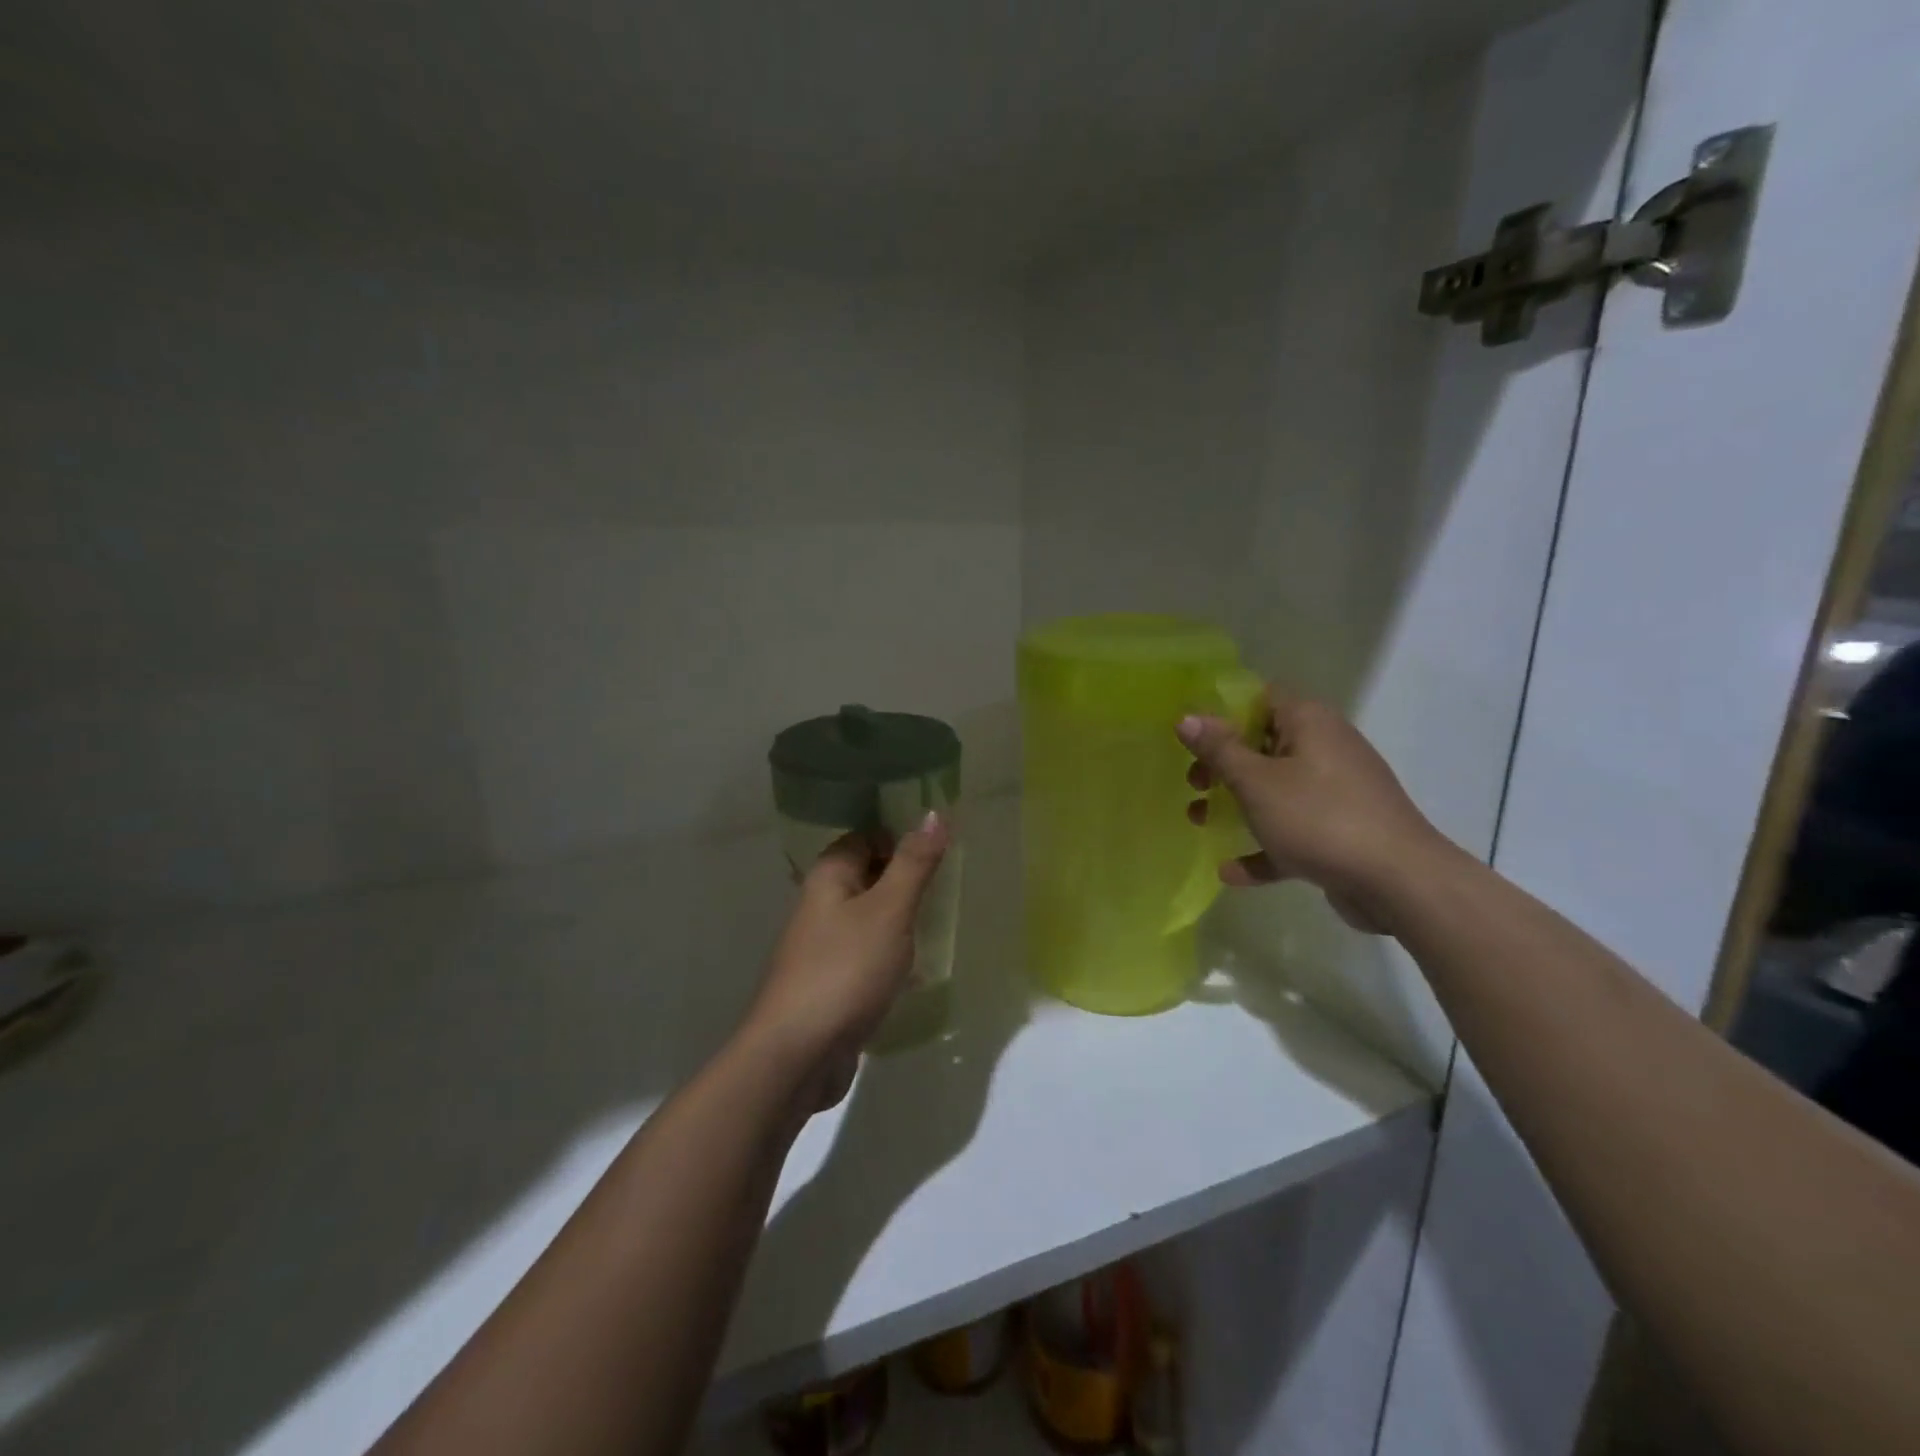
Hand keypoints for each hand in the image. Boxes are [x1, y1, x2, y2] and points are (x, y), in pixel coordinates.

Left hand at [740, 813, 949, 1109]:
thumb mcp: (889, 911)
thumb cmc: (846, 970)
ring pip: (868, 917)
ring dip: (900, 920)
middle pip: (867, 875)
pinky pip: (865, 955)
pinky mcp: (829, 982)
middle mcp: (820, 904)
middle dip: (905, 880)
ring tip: (938, 926)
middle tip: (947, 888)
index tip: (940, 853)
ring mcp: (821, 946)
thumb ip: (914, 862)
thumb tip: (934, 812)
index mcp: (829, 876)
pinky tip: (915, 972)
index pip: (866, 837)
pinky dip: (890, 956)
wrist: (797, 1054)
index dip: (901, 839)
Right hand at [1178, 694, 1445, 933]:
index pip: (1260, 698)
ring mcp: (1335, 793)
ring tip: (1199, 821)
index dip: (1223, 712)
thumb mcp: (1256, 781)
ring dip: (1236, 805)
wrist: (1398, 881)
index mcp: (1309, 723)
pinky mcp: (1340, 832)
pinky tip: (1230, 872)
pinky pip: (1292, 832)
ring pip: (1275, 791)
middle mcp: (1324, 749)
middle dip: (1222, 765)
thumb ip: (1219, 749)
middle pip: (1263, 746)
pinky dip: (1264, 846)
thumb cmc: (1318, 817)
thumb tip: (1186, 717)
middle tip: (1195, 784)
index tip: (1191, 736)